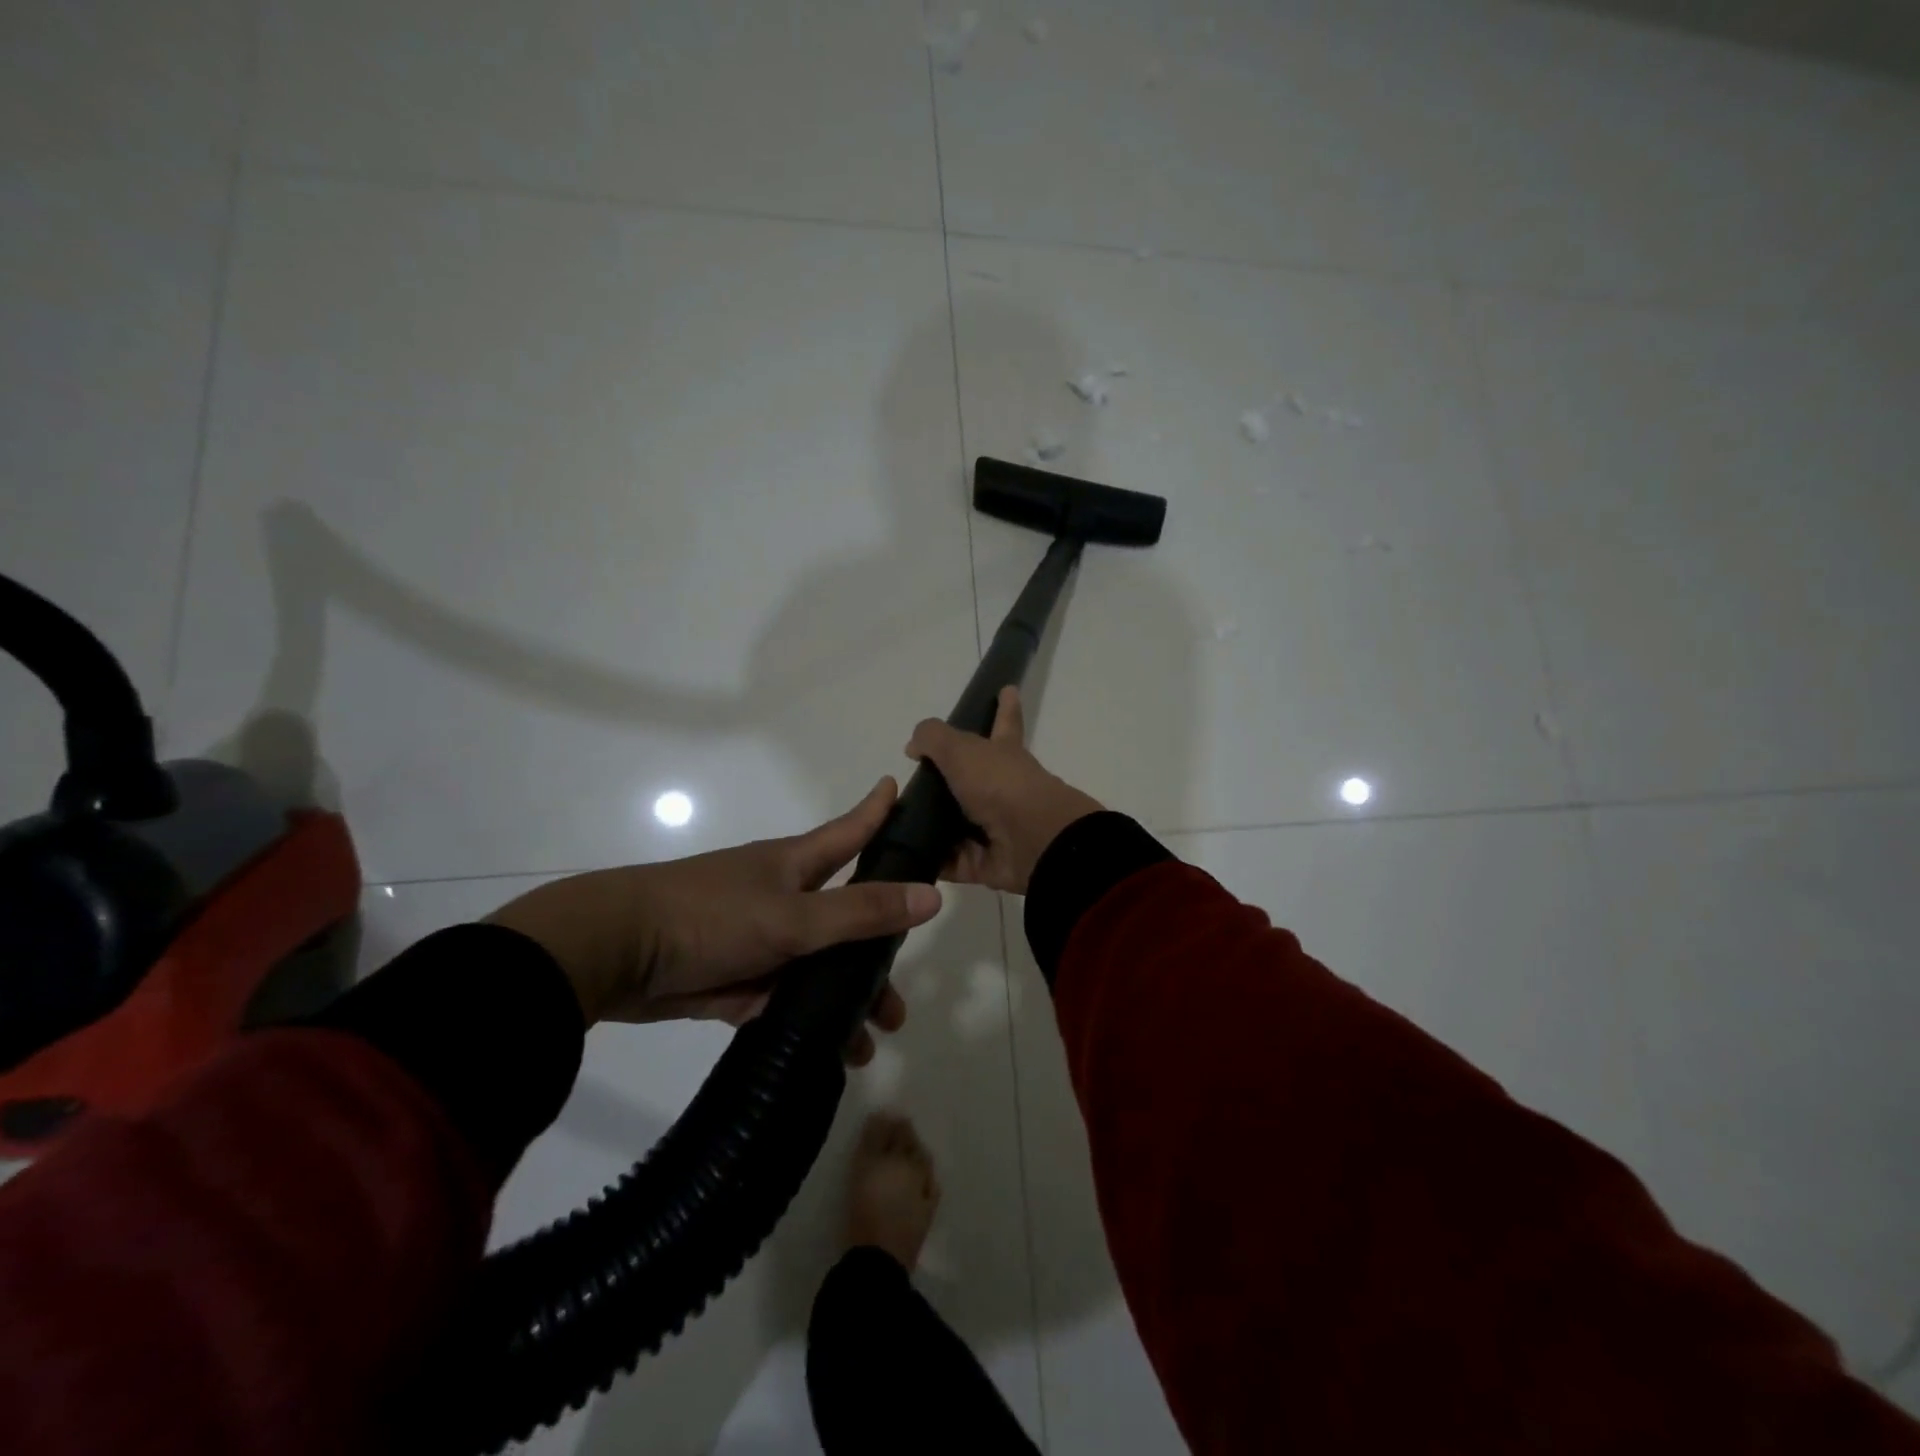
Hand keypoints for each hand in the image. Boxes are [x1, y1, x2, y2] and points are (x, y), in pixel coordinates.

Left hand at [485, 779, 939, 1064]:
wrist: (615, 954)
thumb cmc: (711, 916)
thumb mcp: (793, 916)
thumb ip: (861, 911)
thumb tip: (933, 897)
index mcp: (796, 866)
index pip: (851, 832)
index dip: (878, 812)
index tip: (903, 789)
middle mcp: (783, 898)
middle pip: (844, 917)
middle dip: (876, 952)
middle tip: (901, 995)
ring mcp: (759, 940)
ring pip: (816, 967)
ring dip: (843, 1001)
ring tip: (869, 1041)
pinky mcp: (735, 979)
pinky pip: (781, 1000)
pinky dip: (805, 1021)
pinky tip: (829, 1051)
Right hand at [905, 686, 1102, 894]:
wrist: (1033, 841)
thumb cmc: (1000, 784)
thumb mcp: (961, 749)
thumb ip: (933, 738)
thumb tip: (914, 744)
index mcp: (1004, 754)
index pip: (1004, 722)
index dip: (1005, 706)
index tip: (1007, 689)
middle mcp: (1001, 789)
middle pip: (972, 779)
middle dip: (950, 778)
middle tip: (916, 779)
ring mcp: (994, 828)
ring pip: (957, 823)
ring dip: (932, 824)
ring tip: (895, 820)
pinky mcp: (984, 862)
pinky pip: (951, 861)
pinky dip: (932, 860)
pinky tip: (904, 855)